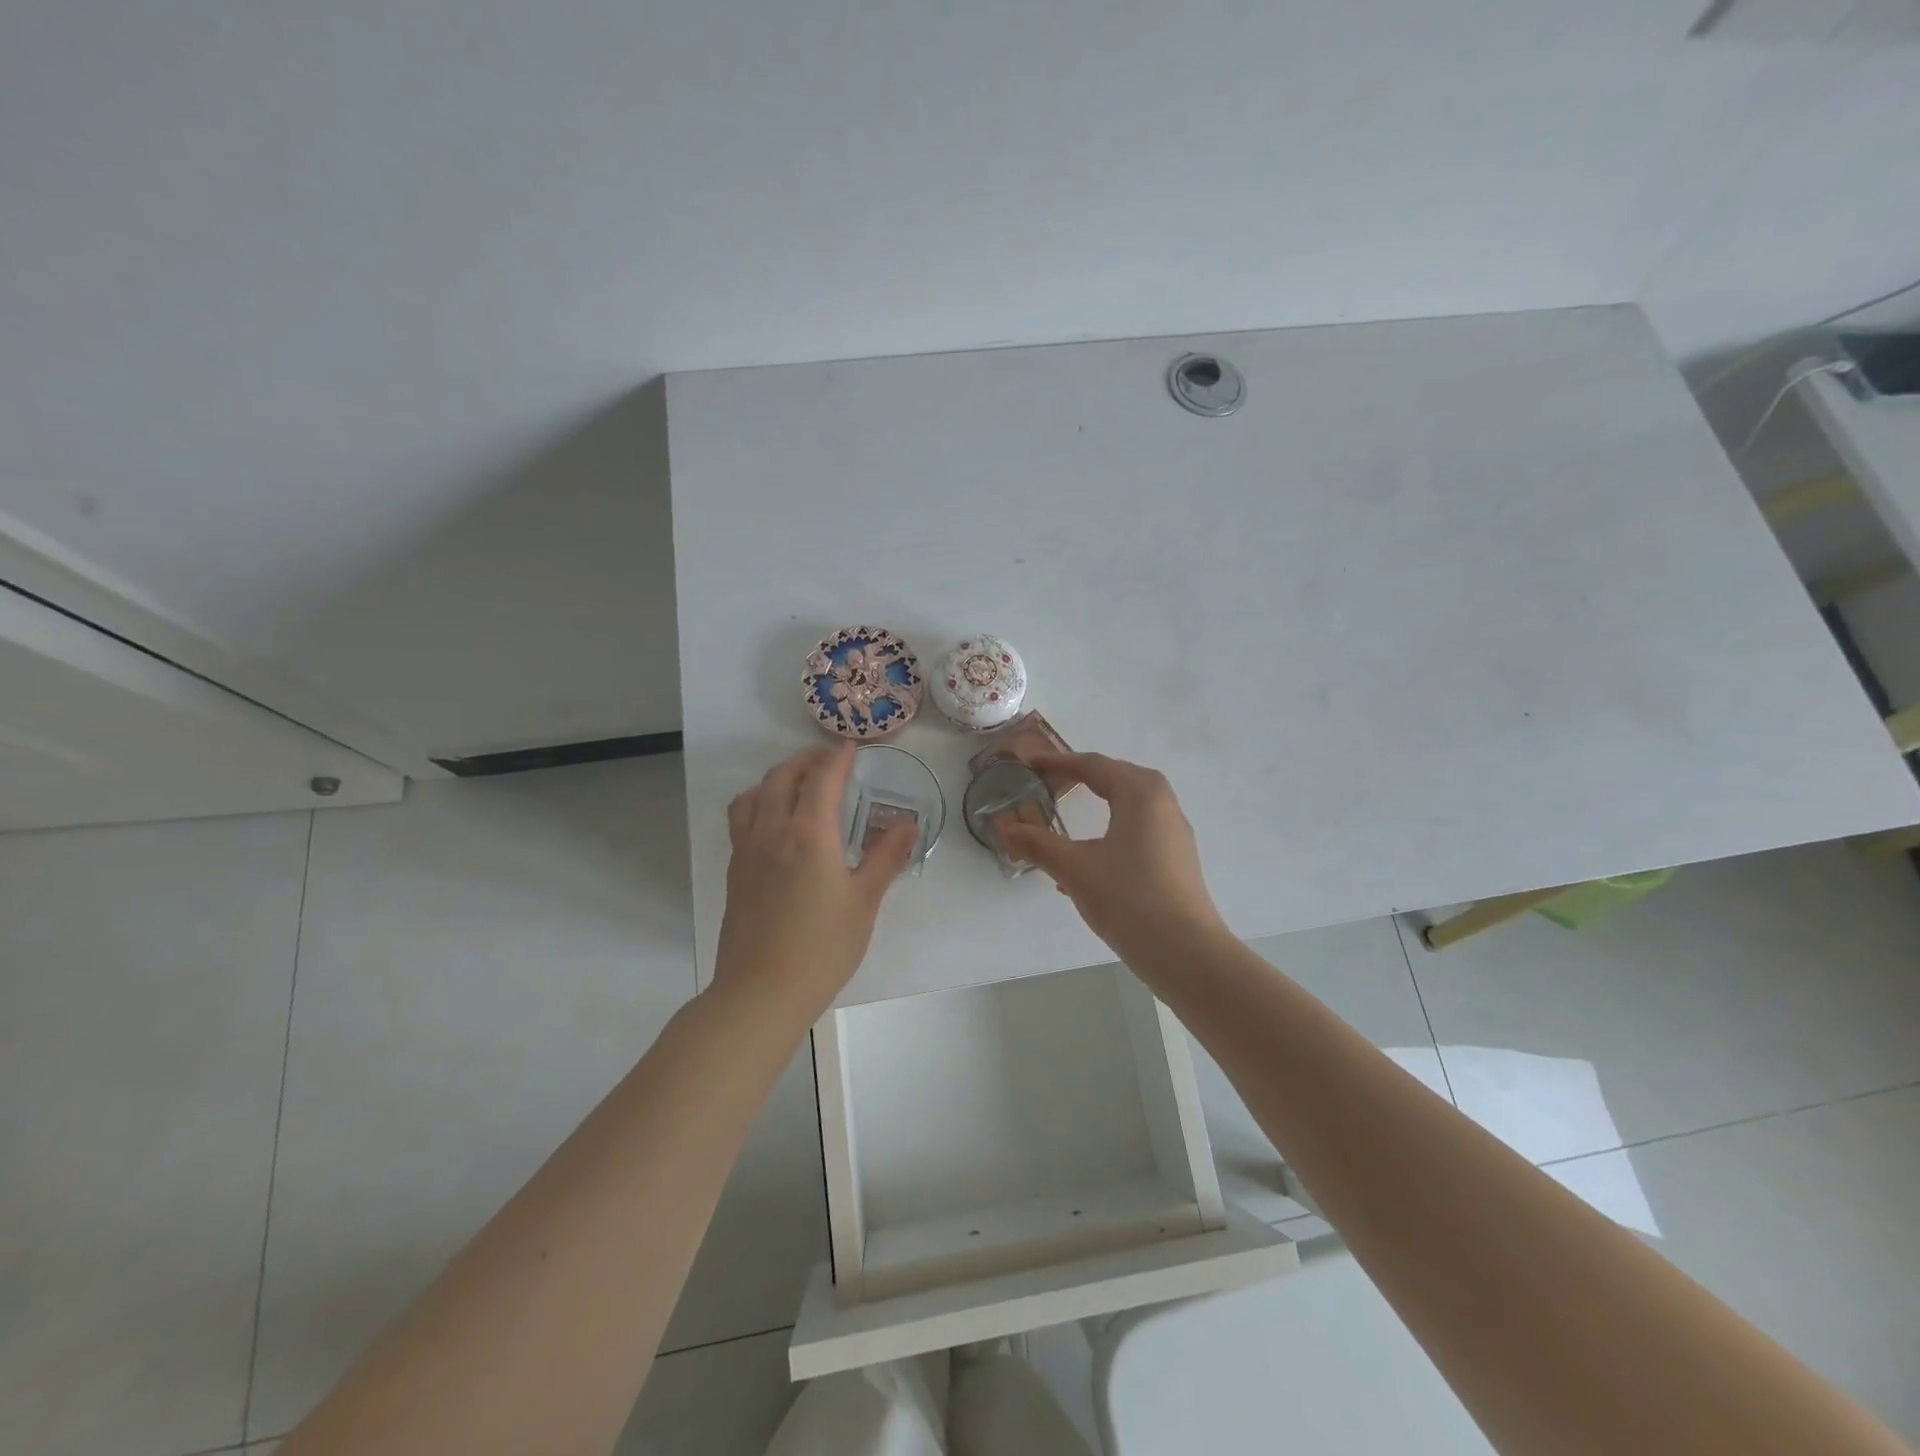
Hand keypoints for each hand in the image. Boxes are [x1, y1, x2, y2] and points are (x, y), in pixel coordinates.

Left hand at [713, 743, 916, 1013]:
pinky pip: (741, 818)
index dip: (837, 758)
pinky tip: (773, 823)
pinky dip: (757, 802)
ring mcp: (747, 850)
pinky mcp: (734, 871)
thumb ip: (886, 858)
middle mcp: (773, 831)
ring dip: (776, 778)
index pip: (822, 779)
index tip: (851, 748)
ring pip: (754, 794)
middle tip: (828, 762)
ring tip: (796, 784)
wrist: (761, 991)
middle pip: (782, 777)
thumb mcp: (864, 902)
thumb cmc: (822, 947)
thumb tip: (908, 825)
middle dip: (805, 760)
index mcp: (810, 834)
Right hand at [999, 752, 1227, 965]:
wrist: (1186, 953)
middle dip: (1082, 777)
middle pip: (1117, 777)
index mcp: (1140, 793)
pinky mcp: (1177, 858)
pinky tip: (1088, 859)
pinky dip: (1112, 827)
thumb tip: (1003, 828)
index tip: (1030, 764)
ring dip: (1099, 802)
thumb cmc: (1128, 899)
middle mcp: (1163, 803)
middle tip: (1049, 783)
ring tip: (1068, 813)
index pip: (1094, 766)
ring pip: (1130, 803)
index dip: (1059, 763)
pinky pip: (1139, 827)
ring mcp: (1174, 832)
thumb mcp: (1075, 869)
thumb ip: (1038, 845)